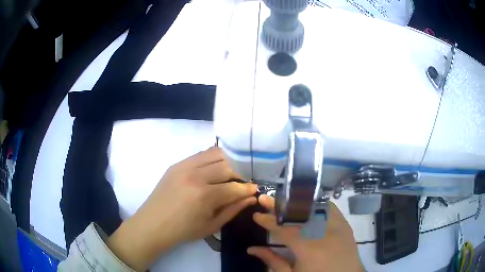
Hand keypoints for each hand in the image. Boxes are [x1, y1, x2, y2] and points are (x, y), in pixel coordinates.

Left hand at [108, 147, 257, 270]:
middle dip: (240, 173)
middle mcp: (195, 175)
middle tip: (242, 182)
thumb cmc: (183, 231)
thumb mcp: (212, 225)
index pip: (235, 187)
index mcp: (204, 196)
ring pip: (215, 153)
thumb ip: (233, 209)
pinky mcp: (177, 163)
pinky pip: (201, 154)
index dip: (248, 188)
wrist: (153, 224)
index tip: (256, 189)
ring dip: (228, 161)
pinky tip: (215, 168)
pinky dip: (213, 158)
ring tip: (231, 173)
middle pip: (228, 165)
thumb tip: (251, 197)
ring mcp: (184, 166)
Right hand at [247, 195, 364, 271]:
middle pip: (298, 213)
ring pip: (315, 207)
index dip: (268, 221)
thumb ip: (272, 261)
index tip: (256, 215)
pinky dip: (316, 204)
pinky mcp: (346, 226)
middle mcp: (324, 233)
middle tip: (265, 199)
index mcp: (309, 249)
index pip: (284, 229)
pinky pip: (330, 208)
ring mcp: (338, 227)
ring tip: (282, 201)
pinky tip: (306, 205)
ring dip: (296, 203)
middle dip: (279, 206)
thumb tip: (252, 249)